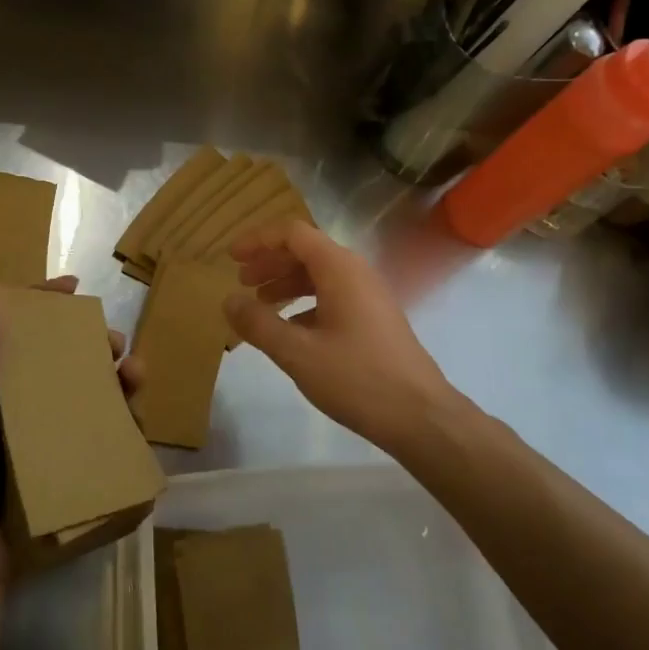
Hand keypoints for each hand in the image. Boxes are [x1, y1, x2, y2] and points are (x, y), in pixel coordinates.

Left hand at [0, 275, 141, 589]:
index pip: (23, 331)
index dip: (46, 303)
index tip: (76, 286)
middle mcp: (24, 406)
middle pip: (67, 361)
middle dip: (96, 345)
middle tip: (118, 346)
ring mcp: (48, 440)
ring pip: (91, 397)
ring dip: (117, 382)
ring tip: (135, 380)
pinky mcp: (67, 471)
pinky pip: (101, 439)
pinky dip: (121, 426)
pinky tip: (136, 425)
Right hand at [224, 220, 457, 451]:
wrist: (420, 415)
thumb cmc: (357, 378)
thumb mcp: (297, 353)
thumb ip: (259, 324)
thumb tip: (229, 300)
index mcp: (339, 268)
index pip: (293, 233)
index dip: (258, 240)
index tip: (231, 257)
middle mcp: (355, 272)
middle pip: (306, 251)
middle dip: (269, 262)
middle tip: (240, 281)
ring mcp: (368, 295)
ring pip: (319, 275)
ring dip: (286, 283)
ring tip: (259, 304)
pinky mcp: (374, 318)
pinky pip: (332, 296)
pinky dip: (304, 303)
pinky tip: (289, 330)